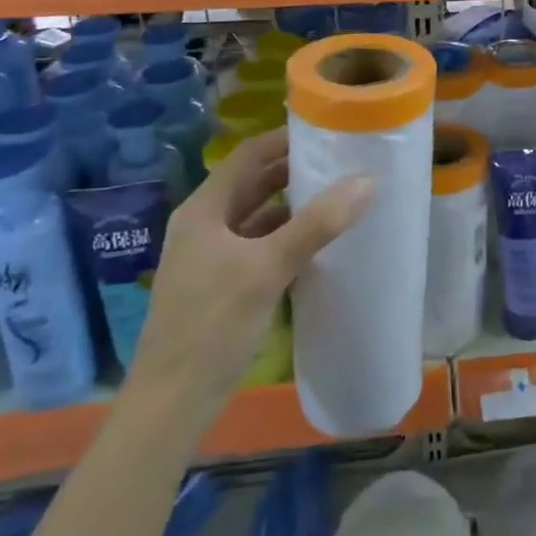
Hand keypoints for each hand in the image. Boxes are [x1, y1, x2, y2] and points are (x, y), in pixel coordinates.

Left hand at [129, 129, 371, 400]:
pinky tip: (317, 244)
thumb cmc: (212, 325)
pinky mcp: (222, 285)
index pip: (248, 156)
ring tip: (338, 197)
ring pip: (257, 216)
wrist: (170, 403)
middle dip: (294, 172)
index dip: (284, 139)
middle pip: (253, 184)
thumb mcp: (267, 269)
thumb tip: (365, 181)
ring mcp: (211, 256)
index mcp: (204, 209)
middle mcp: (205, 225)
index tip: (326, 131)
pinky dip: (286, 237)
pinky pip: (258, 246)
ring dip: (292, 206)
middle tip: (341, 163)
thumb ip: (316, 224)